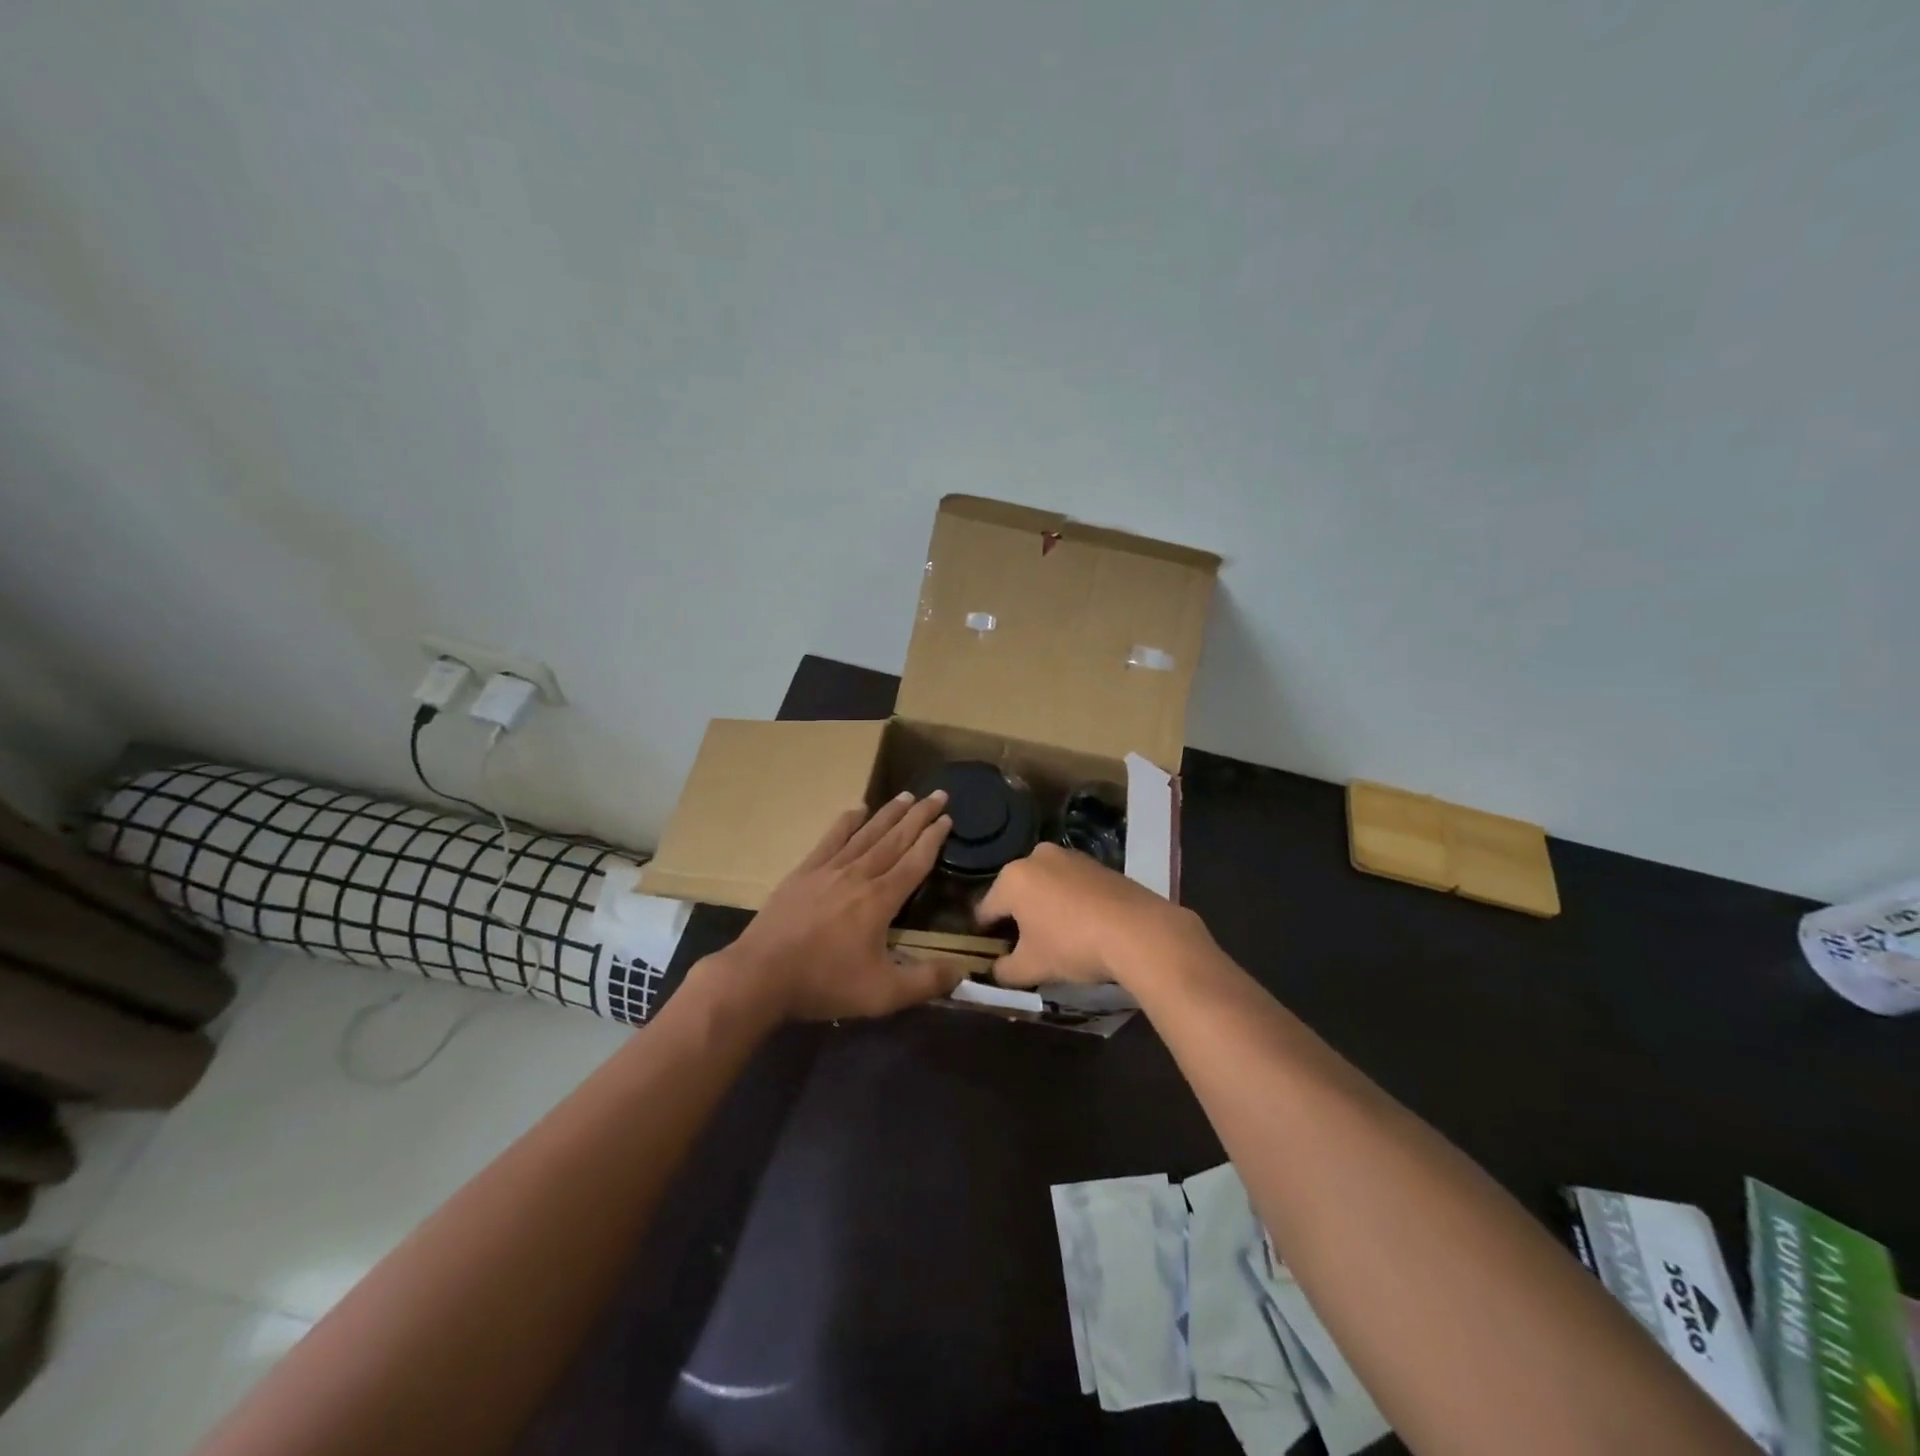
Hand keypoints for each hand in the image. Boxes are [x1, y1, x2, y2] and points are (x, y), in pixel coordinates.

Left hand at [715, 791, 967, 1021]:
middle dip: (919, 815)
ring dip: (888, 813)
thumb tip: (964, 972)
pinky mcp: (804, 873)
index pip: (915, 861)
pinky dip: (846, 823)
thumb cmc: (825, 984)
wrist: (761, 976)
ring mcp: (828, 870)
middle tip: (938, 794)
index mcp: (881, 900)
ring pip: (866, 834)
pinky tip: (857, 809)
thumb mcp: (884, 994)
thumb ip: (927, 981)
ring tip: (907, 795)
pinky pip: (831, 839)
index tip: (948, 818)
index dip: (933, 839)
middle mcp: (859, 875)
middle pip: (895, 839)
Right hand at [974, 843, 1203, 988]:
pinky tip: (1081, 924)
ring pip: (1045, 885)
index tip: (989, 950)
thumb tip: (996, 971)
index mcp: (1012, 878)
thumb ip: (1005, 970)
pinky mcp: (1097, 862)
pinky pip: (1071, 884)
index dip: (984, 933)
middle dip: (1017, 916)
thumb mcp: (1032, 967)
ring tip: (1055, 935)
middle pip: (1016, 892)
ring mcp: (1070, 856)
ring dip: (1044, 906)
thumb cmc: (1072, 945)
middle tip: (1024, 945)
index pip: (986, 909)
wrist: (1138, 931)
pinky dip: (1069, 901)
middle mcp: (1036, 857)